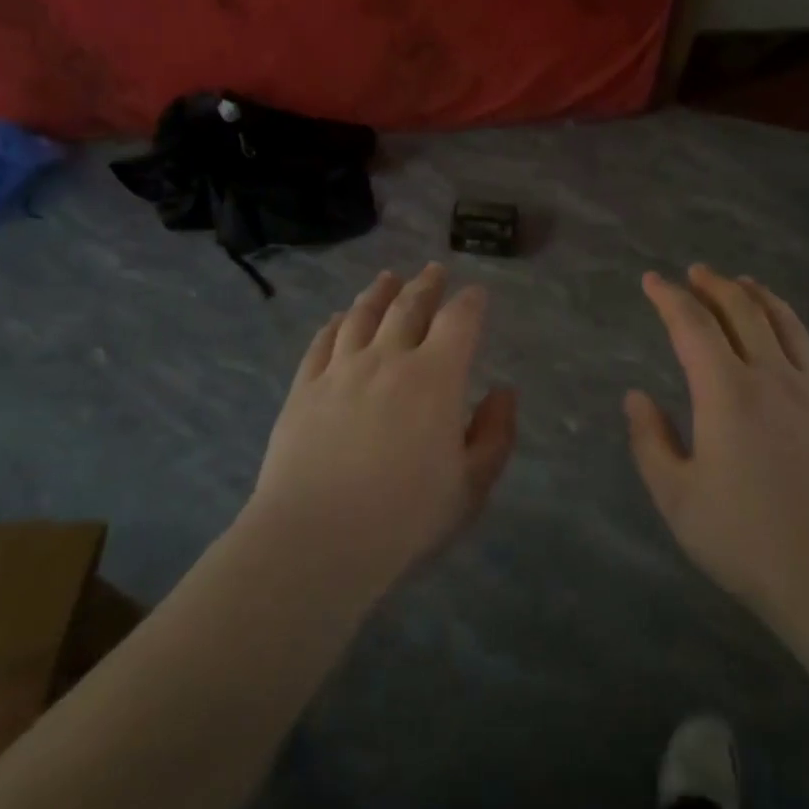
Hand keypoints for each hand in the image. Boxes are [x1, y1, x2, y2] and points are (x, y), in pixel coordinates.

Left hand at [246, 264, 516, 595]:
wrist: (317, 538)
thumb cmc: (405, 517)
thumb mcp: (470, 485)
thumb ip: (495, 435)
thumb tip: (503, 393)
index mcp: (435, 377)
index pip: (458, 321)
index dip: (470, 302)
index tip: (476, 293)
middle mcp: (388, 358)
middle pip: (408, 306)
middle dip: (426, 285)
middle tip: (433, 270)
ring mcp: (341, 370)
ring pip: (362, 315)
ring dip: (378, 292)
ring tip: (387, 278)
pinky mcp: (304, 388)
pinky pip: (321, 343)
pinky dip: (334, 324)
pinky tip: (337, 318)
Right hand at [626, 266, 808, 634]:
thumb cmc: (749, 540)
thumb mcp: (678, 498)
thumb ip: (651, 442)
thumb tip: (635, 397)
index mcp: (726, 392)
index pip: (693, 326)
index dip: (669, 298)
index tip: (651, 280)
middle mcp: (771, 378)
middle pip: (744, 312)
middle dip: (716, 285)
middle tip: (696, 271)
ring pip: (786, 326)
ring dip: (760, 297)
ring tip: (745, 283)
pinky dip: (793, 334)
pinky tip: (789, 342)